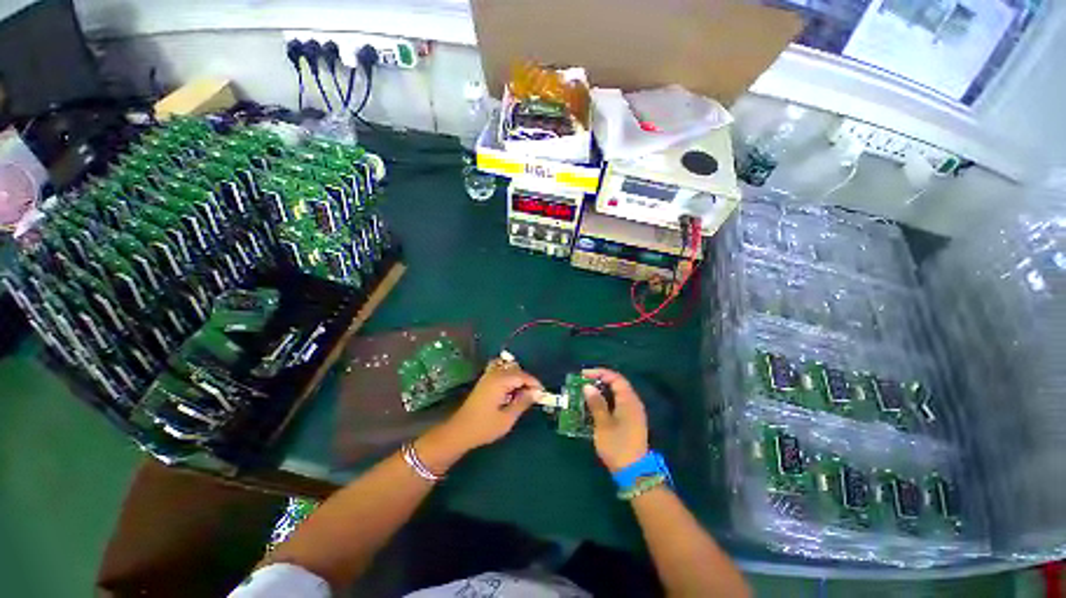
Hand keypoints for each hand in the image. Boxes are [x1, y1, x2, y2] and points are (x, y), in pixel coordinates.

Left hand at [439, 364, 542, 452]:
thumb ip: (523, 402)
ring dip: (518, 377)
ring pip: (508, 368)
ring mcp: (487, 376)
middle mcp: (494, 374)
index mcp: (500, 381)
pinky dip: (508, 376)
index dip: (534, 384)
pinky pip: (500, 371)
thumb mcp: (507, 418)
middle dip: (527, 381)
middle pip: (516, 370)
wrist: (460, 431)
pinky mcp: (484, 381)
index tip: (542, 394)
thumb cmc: (484, 427)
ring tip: (522, 394)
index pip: (523, 376)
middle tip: (533, 396)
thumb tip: (536, 393)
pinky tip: (510, 390)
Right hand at [583, 368, 648, 472]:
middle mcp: (632, 403)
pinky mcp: (630, 422)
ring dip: (600, 392)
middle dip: (598, 381)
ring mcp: (632, 413)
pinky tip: (593, 407)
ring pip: (615, 395)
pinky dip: (605, 402)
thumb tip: (588, 386)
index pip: (615, 378)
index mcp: (628, 400)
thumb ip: (596, 403)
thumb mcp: (603, 424)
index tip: (583, 375)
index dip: (599, 373)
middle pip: (616, 385)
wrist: (634, 472)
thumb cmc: (617, 445)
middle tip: (582, 383)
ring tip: (584, 394)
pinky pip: (616, 404)